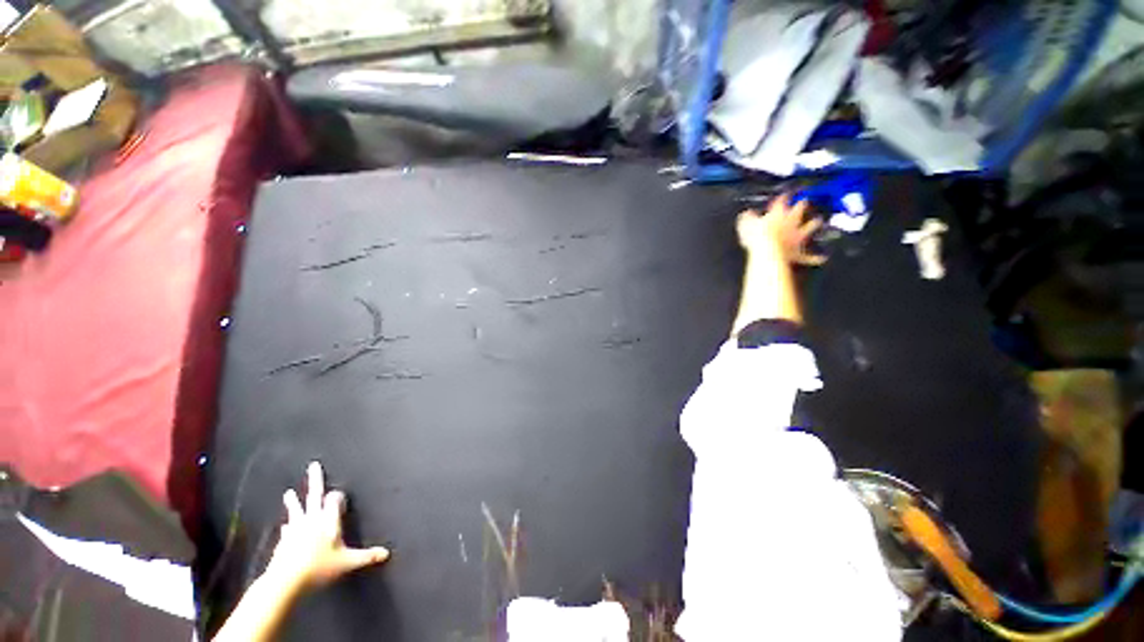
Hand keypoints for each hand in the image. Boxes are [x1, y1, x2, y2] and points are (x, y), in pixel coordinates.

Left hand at [265, 462, 388, 591]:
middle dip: (316, 479)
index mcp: (329, 520)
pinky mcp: (284, 539)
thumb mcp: (347, 562)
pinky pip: (288, 528)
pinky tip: (285, 526)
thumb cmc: (320, 567)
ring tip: (288, 493)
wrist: (286, 580)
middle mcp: (312, 519)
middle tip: (314, 465)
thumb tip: (386, 554)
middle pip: (315, 495)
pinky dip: (289, 525)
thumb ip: (366, 556)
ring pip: (297, 509)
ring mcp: (296, 528)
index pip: (334, 500)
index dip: (337, 496)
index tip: (339, 494)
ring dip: (293, 501)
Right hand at [736, 194, 826, 266]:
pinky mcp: (798, 251)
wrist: (768, 252)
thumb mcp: (746, 225)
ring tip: (817, 221)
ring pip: (810, 226)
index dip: (784, 196)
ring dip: (814, 224)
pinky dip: (815, 257)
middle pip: (800, 209)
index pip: (782, 200)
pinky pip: (809, 255)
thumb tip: (747, 213)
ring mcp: (797, 236)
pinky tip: (821, 258)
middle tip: (804, 201)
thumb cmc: (757, 237)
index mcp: (778, 214)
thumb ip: (748, 218)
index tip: (785, 193)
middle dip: (802, 204)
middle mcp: (792, 221)